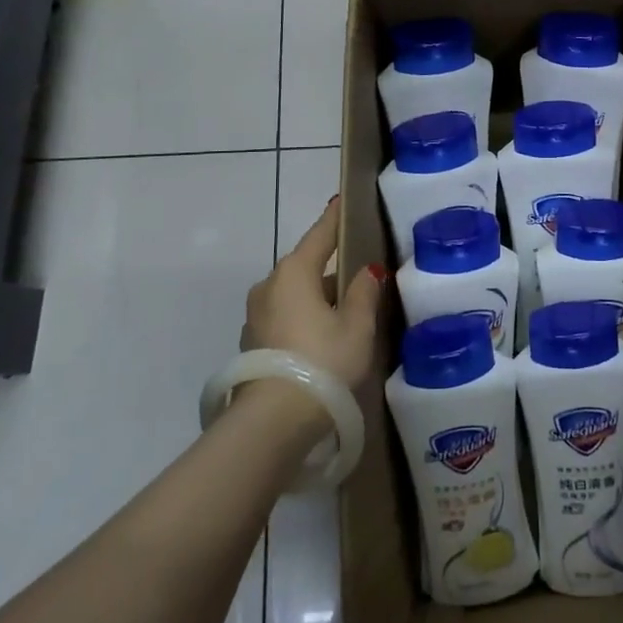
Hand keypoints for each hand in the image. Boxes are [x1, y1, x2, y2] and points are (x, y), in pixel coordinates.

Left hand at [243, 196, 384, 400]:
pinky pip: (286, 315)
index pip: (320, 234)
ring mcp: (257, 315)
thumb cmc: (323, 361)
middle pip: (306, 265)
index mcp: (294, 271)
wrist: (274, 422)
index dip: (335, 217)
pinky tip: (326, 334)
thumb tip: (368, 271)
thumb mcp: (357, 326)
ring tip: (349, 308)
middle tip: (361, 270)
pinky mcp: (254, 342)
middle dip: (331, 266)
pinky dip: (305, 316)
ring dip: (318, 296)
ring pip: (295, 293)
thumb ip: (365, 293)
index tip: (344, 200)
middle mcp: (270, 285)